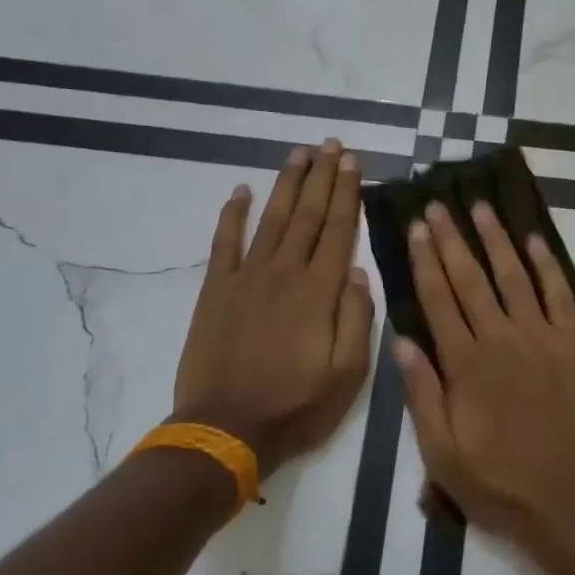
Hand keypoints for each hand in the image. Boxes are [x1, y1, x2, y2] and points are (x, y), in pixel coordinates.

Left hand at [170, 140, 374, 479]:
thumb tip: (359, 271)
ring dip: (286, 183)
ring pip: (271, 219)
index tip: (352, 163)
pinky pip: (224, 243)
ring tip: (299, 153)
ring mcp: (246, 277)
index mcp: (320, 292)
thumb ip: (358, 319)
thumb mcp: (349, 374)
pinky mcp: (216, 290)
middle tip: (331, 144)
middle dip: (322, 176)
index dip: (347, 194)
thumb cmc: (296, 405)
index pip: (338, 230)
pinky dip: (232, 215)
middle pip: (307, 214)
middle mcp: (284, 272)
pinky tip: (241, 191)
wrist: (225, 430)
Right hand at [395, 201, 574, 542]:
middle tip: (439, 205)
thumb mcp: (443, 454)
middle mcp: (501, 338)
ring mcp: (542, 337)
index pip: (439, 300)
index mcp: (465, 364)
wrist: (574, 500)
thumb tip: (401, 340)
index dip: (426, 261)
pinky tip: (534, 241)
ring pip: (514, 276)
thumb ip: (421, 395)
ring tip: (481, 208)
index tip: (417, 228)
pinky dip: (547, 265)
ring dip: (496, 239)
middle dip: (452, 239)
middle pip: (472, 278)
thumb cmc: (502, 484)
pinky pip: (559, 294)